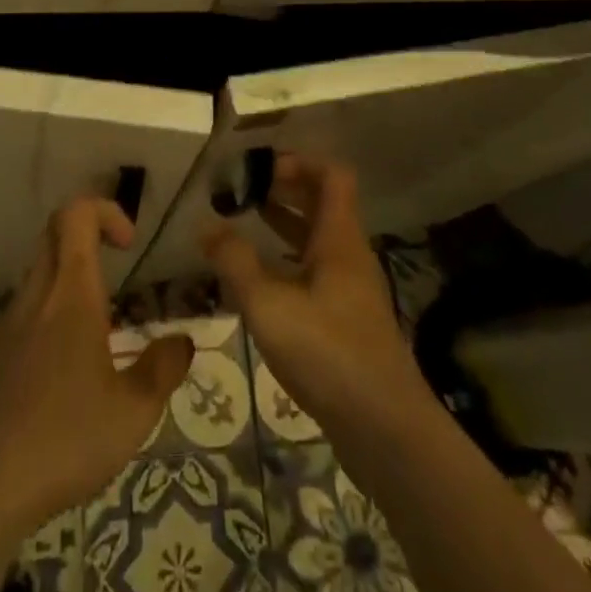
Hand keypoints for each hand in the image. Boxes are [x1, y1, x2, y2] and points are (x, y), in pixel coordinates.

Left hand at [0, 197, 194, 538]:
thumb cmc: (64, 441)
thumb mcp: (133, 414)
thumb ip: (163, 370)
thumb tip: (183, 341)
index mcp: (70, 294)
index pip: (76, 215)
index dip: (105, 210)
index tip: (129, 243)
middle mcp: (36, 295)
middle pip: (54, 233)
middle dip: (88, 234)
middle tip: (118, 267)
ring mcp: (8, 323)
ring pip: (39, 271)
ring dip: (69, 276)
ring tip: (98, 326)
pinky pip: (25, 311)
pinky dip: (49, 313)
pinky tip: (64, 368)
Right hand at [204, 154, 428, 441]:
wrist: (385, 429)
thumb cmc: (327, 353)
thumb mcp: (269, 305)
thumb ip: (235, 262)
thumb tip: (205, 225)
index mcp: (339, 238)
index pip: (332, 175)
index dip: (299, 161)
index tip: (260, 167)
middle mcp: (349, 254)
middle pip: (322, 203)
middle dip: (284, 189)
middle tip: (243, 189)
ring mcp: (351, 288)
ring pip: (317, 239)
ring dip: (284, 223)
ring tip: (244, 220)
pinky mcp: (347, 320)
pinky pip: (316, 270)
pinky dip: (288, 260)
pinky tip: (261, 277)